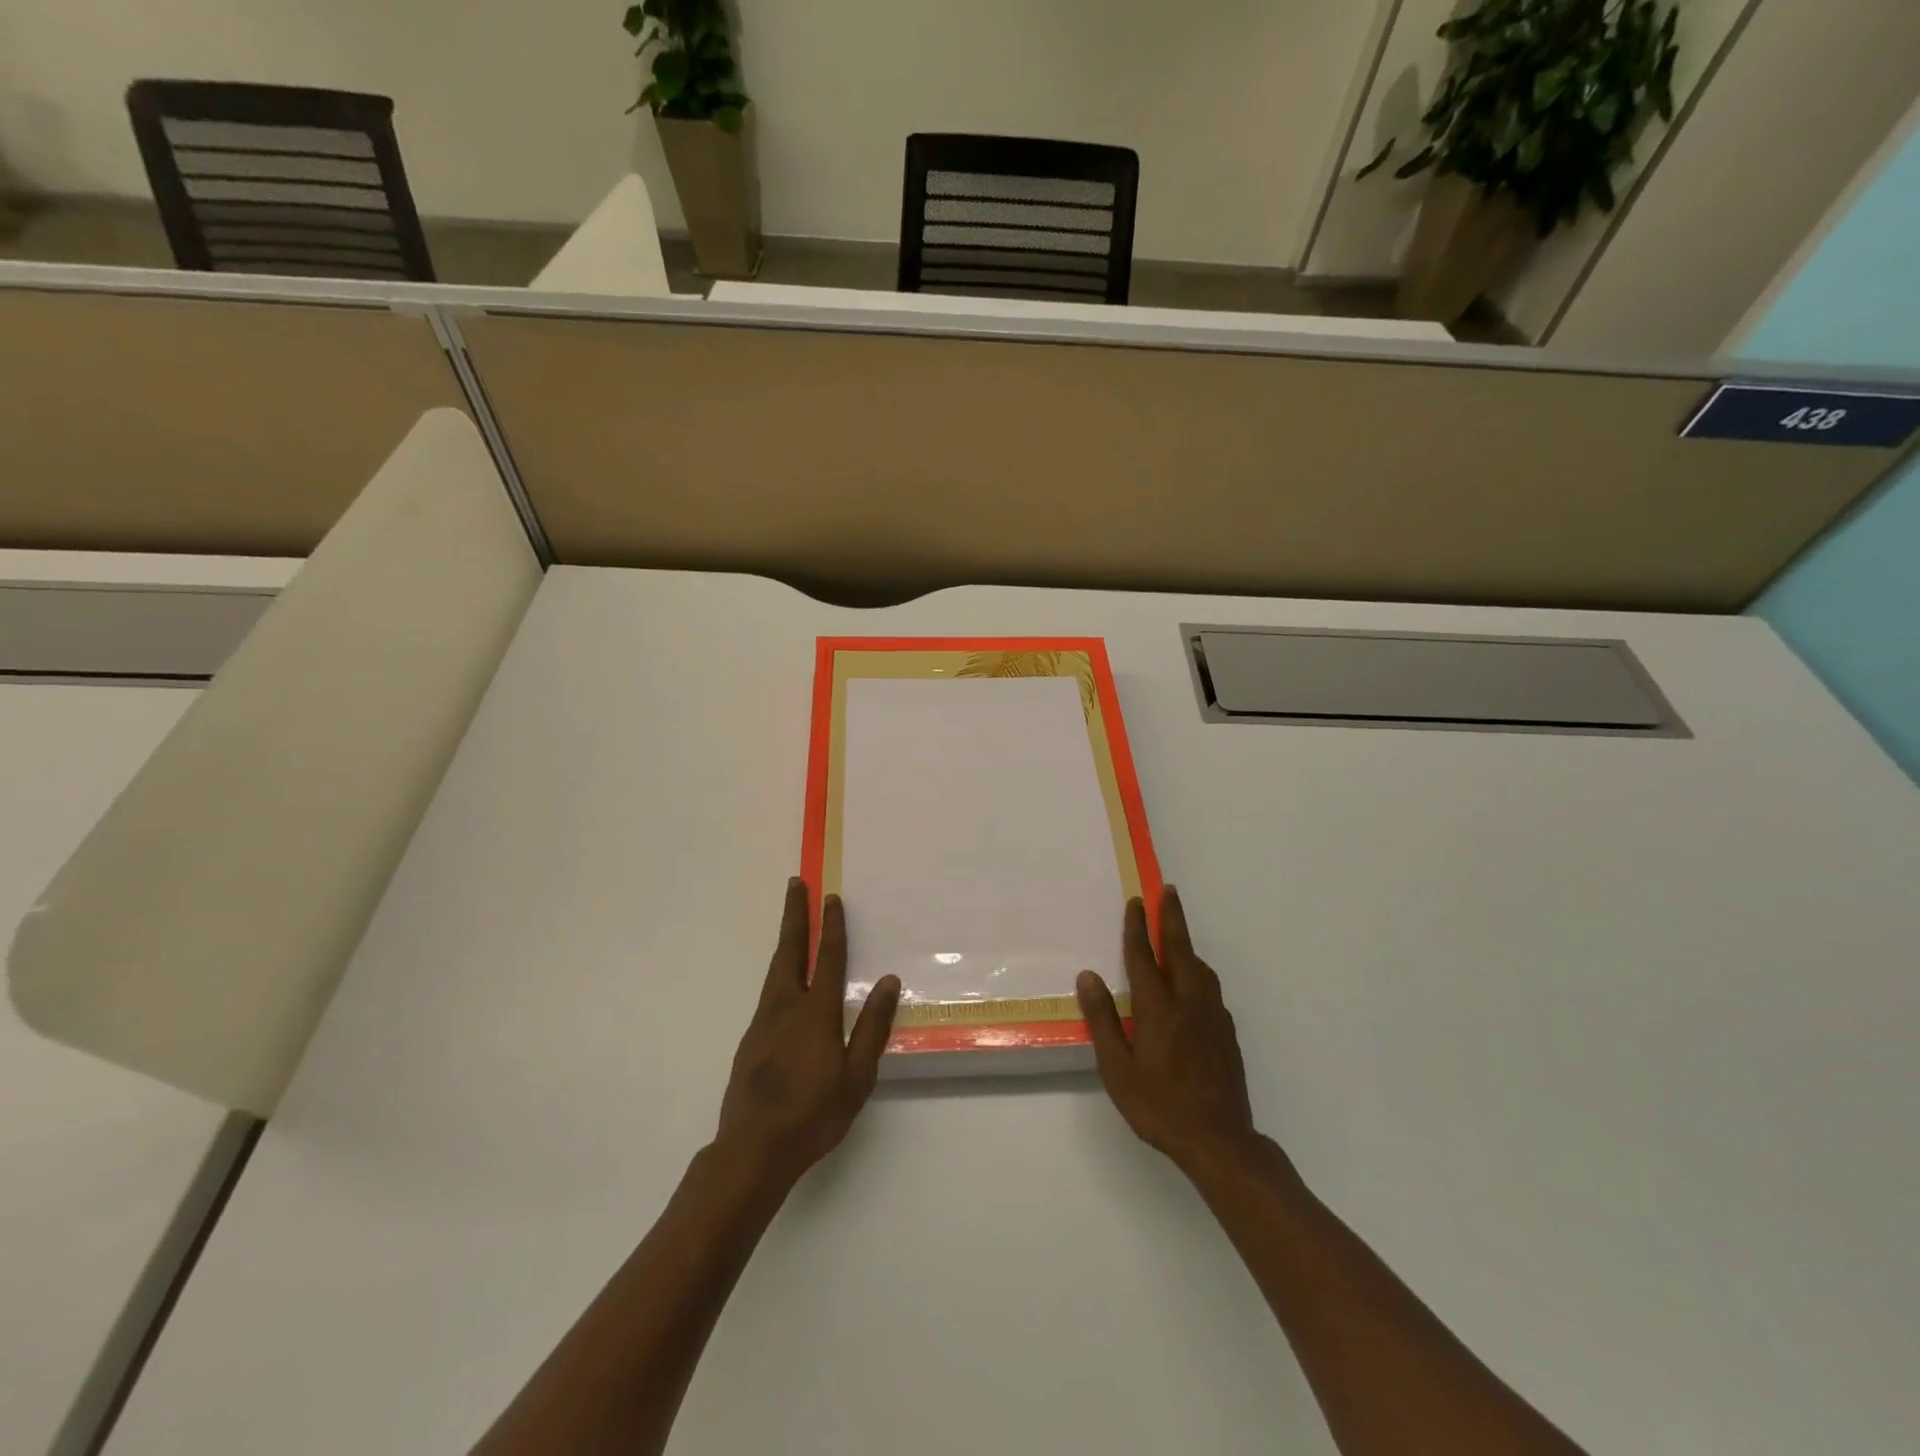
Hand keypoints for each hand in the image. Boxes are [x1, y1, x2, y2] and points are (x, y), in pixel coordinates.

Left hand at [715, 879, 900, 1192]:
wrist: (752, 1151)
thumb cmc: (813, 1115)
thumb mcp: (856, 1077)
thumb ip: (872, 1027)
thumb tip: (887, 980)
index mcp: (816, 1013)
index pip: (826, 959)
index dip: (831, 927)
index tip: (831, 898)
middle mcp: (785, 1007)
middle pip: (790, 950)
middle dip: (795, 915)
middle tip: (796, 883)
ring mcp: (763, 1022)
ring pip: (775, 969)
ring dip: (786, 939)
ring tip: (792, 921)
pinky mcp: (750, 1039)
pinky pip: (768, 991)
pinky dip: (779, 969)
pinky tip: (784, 980)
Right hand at [1077, 887, 1260, 1176]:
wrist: (1220, 1141)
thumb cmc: (1159, 1106)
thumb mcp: (1117, 1070)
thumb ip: (1103, 1020)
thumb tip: (1088, 977)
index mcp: (1159, 1009)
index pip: (1145, 958)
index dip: (1138, 928)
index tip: (1136, 902)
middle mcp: (1189, 1003)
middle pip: (1180, 950)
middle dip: (1172, 917)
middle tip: (1168, 890)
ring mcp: (1213, 1017)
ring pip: (1201, 968)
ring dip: (1188, 944)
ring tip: (1178, 933)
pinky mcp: (1227, 1032)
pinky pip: (1210, 988)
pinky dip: (1198, 971)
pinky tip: (1193, 983)